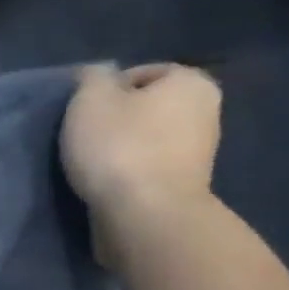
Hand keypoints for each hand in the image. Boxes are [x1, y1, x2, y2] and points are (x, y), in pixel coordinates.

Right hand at [60, 63, 221, 235]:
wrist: (146, 215)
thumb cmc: (119, 148)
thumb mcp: (90, 100)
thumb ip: (92, 78)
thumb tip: (98, 74)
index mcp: (190, 81)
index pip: (140, 74)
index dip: (105, 91)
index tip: (82, 115)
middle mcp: (206, 110)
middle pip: (147, 108)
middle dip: (117, 120)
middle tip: (83, 139)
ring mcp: (200, 152)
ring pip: (148, 139)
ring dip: (122, 149)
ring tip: (92, 165)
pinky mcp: (185, 186)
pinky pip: (149, 168)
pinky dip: (129, 173)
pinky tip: (108, 184)